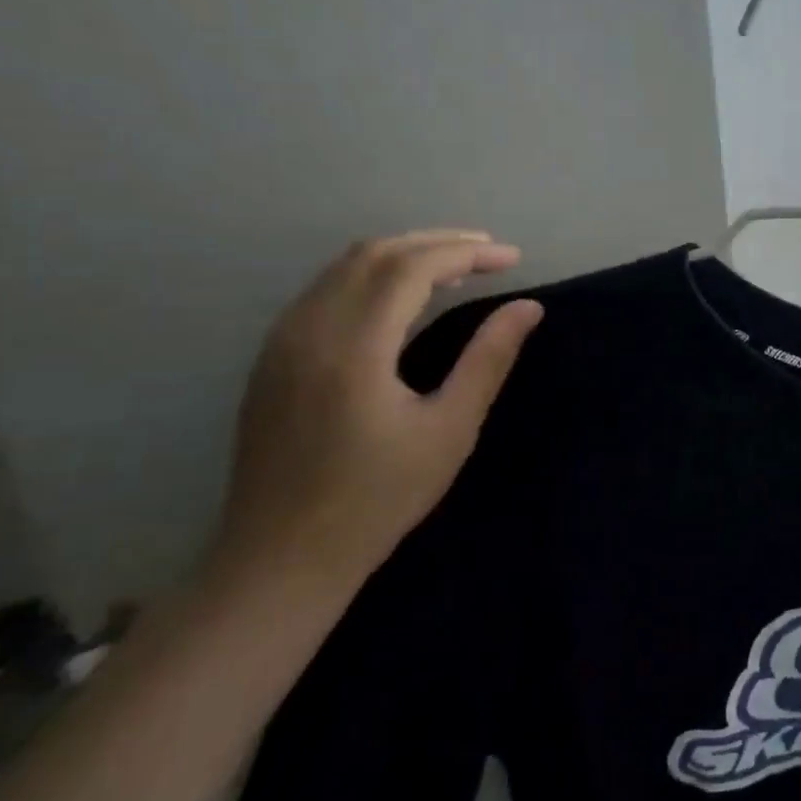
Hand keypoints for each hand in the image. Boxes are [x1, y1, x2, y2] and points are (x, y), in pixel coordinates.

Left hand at [212, 231, 543, 593]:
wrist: (281, 558)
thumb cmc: (378, 498)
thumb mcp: (450, 430)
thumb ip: (489, 359)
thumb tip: (527, 307)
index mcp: (354, 346)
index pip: (413, 267)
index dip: (467, 253)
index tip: (513, 258)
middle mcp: (309, 328)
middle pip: (376, 253)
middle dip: (438, 243)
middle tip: (489, 254)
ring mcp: (282, 340)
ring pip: (345, 266)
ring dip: (404, 254)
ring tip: (455, 267)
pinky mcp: (272, 357)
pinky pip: (325, 288)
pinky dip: (372, 275)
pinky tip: (401, 297)